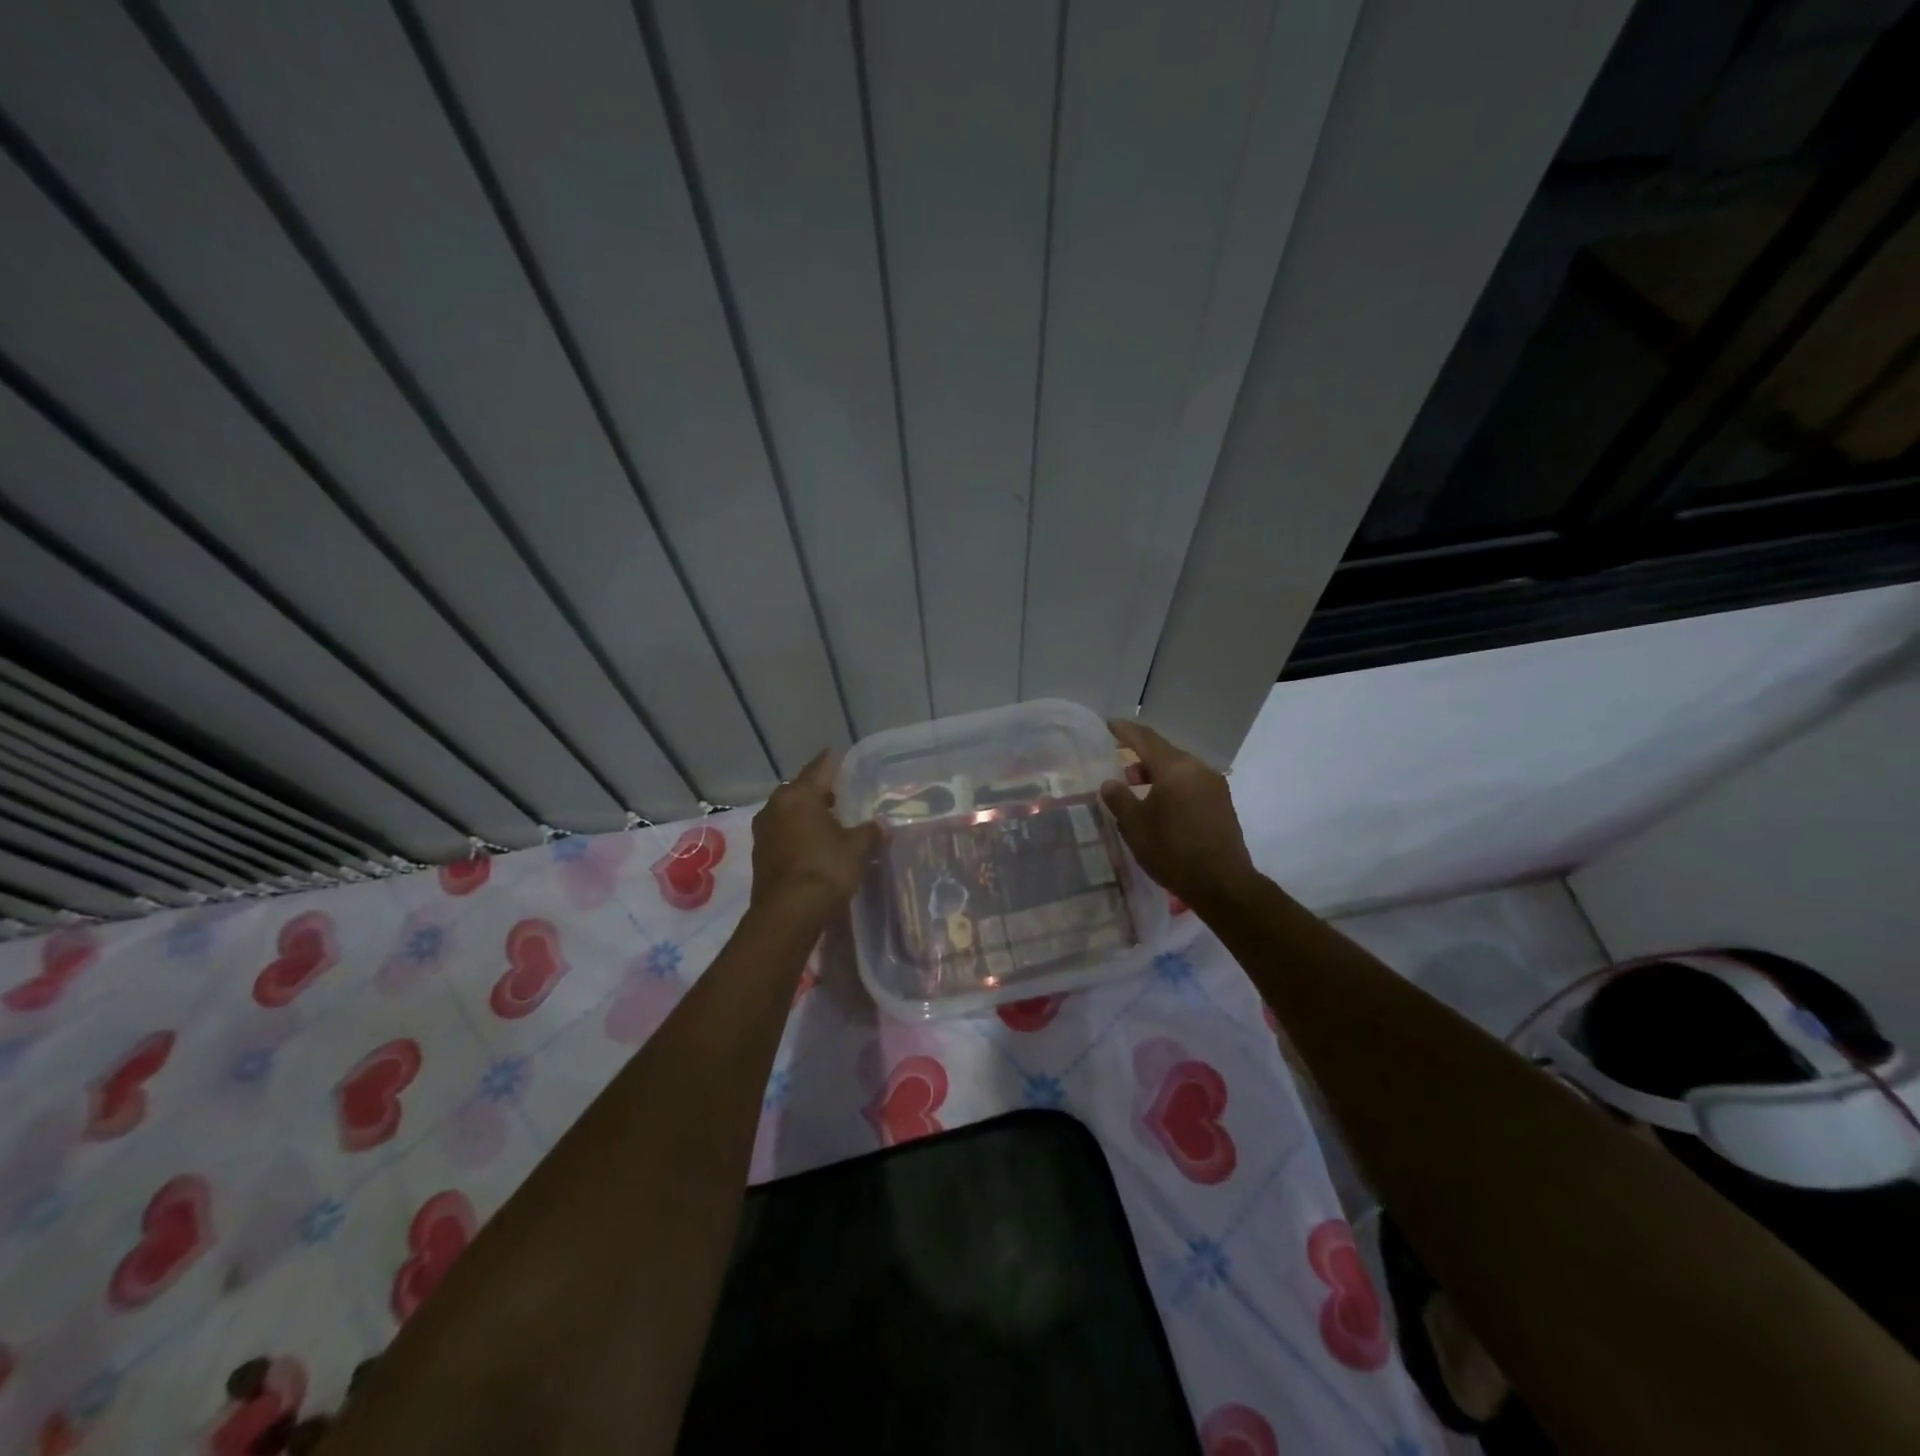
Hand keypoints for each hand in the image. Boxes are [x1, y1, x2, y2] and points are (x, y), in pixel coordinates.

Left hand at [749, 750, 880, 923]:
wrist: (788, 915)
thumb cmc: (825, 870)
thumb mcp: (858, 848)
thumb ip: (870, 831)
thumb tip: (881, 824)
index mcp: (798, 795)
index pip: (820, 767)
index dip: (834, 760)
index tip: (843, 755)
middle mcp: (775, 806)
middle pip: (801, 789)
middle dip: (820, 791)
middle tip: (842, 793)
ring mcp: (764, 831)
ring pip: (790, 812)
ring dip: (807, 814)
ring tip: (831, 820)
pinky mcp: (761, 854)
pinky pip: (784, 833)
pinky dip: (799, 833)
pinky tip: (815, 843)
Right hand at [1100, 720, 1256, 909]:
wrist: (1223, 884)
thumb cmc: (1173, 851)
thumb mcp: (1135, 826)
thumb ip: (1119, 799)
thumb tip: (1110, 782)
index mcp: (1175, 768)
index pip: (1145, 739)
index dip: (1125, 731)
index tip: (1109, 725)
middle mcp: (1198, 769)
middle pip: (1164, 753)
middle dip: (1139, 758)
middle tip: (1118, 771)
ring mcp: (1214, 786)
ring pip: (1179, 770)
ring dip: (1156, 775)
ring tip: (1136, 793)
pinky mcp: (1222, 804)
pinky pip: (1191, 784)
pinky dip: (1172, 787)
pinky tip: (1160, 807)